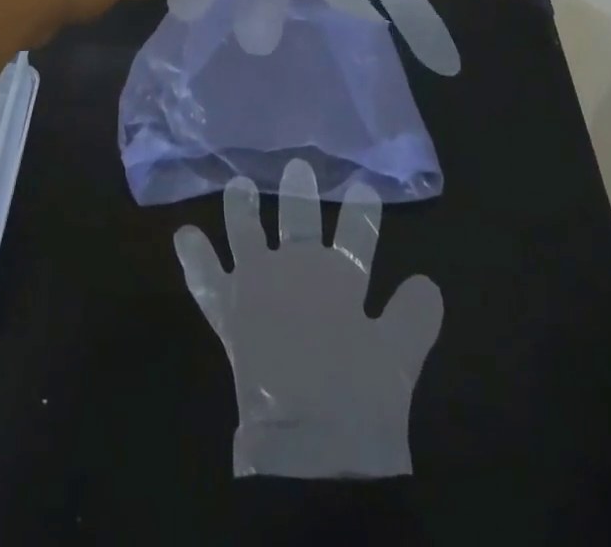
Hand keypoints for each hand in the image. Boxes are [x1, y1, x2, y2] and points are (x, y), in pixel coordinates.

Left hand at [174, 160, 442, 477]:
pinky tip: (183, 233)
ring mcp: (259, 287)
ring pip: (248, 236)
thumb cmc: (357, 402)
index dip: (361, 213)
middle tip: (297, 167)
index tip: (362, 187)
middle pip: (299, 223)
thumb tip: (428, 282)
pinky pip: (206, 281)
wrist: (309, 444)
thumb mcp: (398, 360)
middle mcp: (298, 271)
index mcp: (340, 281)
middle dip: (299, 195)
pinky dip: (195, 258)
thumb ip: (413, 317)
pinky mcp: (230, 313)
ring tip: (238, 184)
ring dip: (242, 210)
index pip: (357, 236)